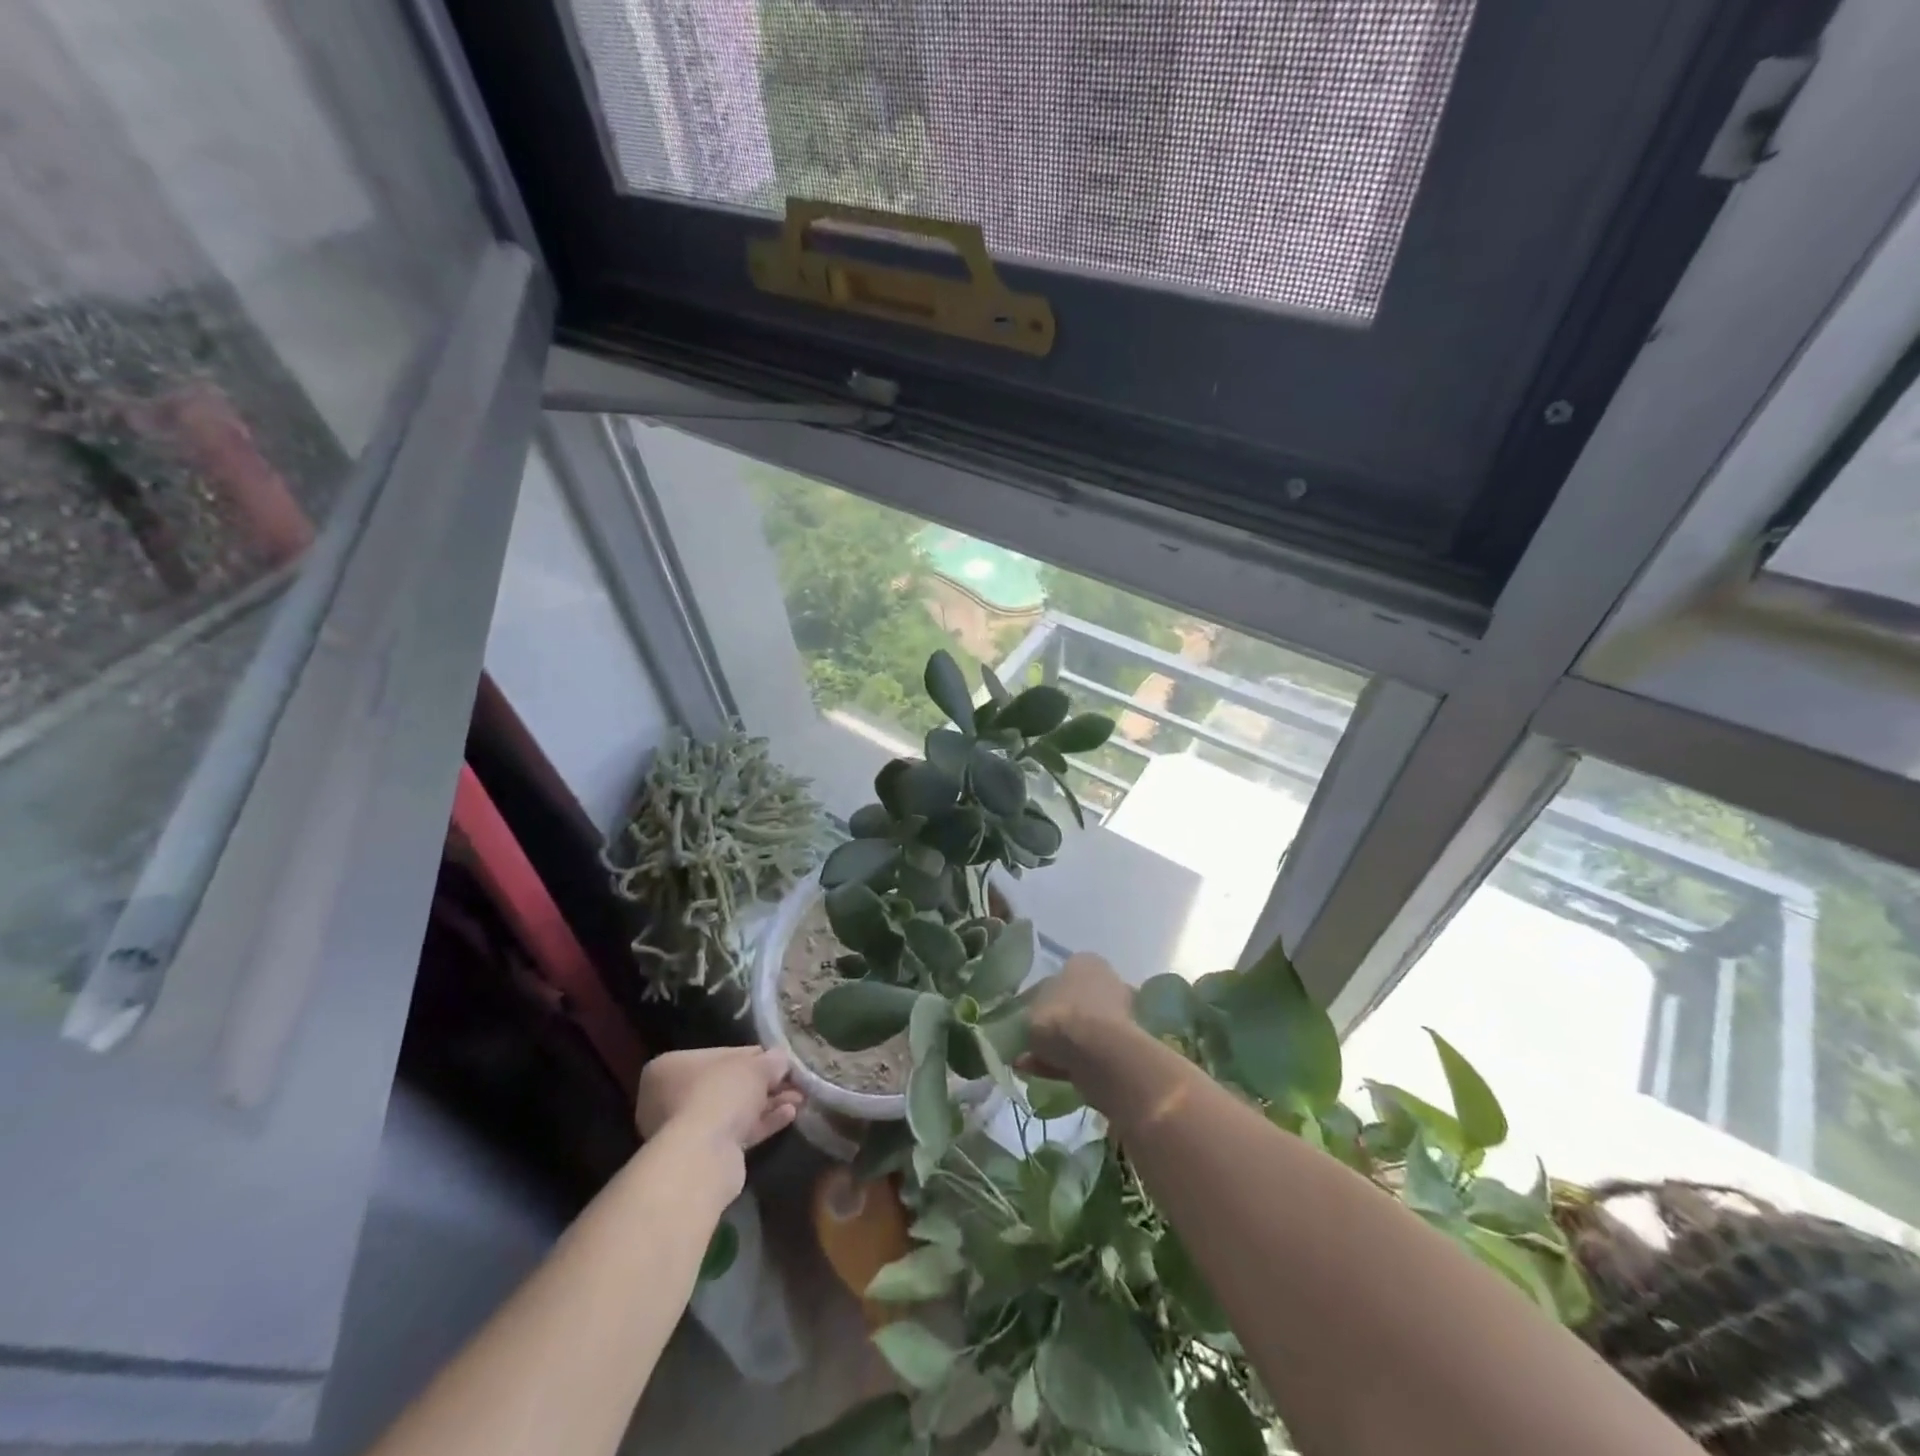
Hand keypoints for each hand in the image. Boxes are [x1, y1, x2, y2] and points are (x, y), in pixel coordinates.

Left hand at [635, 1047, 803, 1170]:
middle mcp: (670, 1097)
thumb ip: (771, 1061)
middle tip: (794, 1083)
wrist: (703, 1157)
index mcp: (672, 1067)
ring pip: (733, 1110)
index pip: (720, 1055)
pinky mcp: (700, 1155)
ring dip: (767, 1104)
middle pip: (728, 1084)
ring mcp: (683, 1129)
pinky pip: (734, 1132)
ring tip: (799, 1100)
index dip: (755, 1057)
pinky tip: (789, 1116)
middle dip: (765, 1085)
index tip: (780, 1062)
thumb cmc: (721, 1095)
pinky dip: (761, 1124)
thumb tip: (781, 1060)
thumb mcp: (754, 1067)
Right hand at [1024, 952, 1135, 1082]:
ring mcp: (1117, 1016)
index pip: (1062, 973)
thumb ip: (1031, 1011)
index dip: (1042, 994)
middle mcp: (1106, 982)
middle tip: (1031, 1039)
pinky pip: (1087, 1052)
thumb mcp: (1030, 1008)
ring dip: (1057, 1046)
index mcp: (1085, 962)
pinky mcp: (1121, 1047)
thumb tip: (1033, 1019)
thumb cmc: (1061, 1017)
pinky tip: (1041, 1073)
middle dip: (1054, 1023)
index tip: (1028, 1013)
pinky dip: (1066, 1062)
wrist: (1099, 1055)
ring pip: (1080, 1030)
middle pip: (1074, 1003)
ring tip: (1029, 1063)